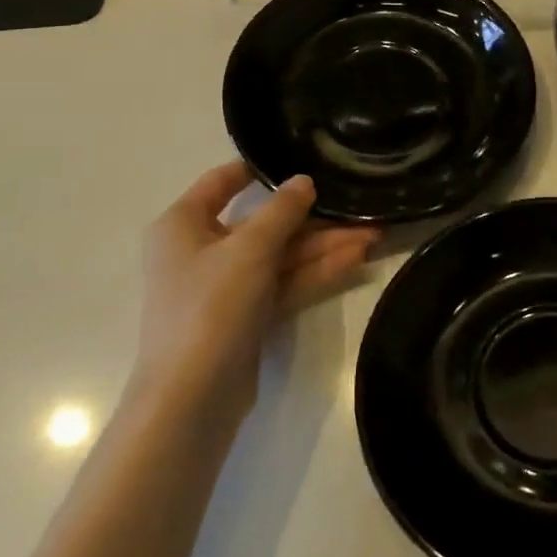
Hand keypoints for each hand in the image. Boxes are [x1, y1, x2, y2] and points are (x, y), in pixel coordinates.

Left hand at [139, 162, 377, 409]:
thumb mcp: (249, 249)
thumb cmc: (209, 307)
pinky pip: (284, 283)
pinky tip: (355, 260)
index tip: (300, 156)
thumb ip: (281, 211)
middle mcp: (201, 250)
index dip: (258, 169)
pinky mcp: (246, 316)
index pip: (221, 182)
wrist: (192, 399)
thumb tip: (304, 181)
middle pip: (263, 223)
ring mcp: (225, 286)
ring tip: (373, 235)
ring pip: (280, 256)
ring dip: (323, 247)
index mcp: (183, 224)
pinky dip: (315, 273)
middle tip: (359, 209)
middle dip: (312, 219)